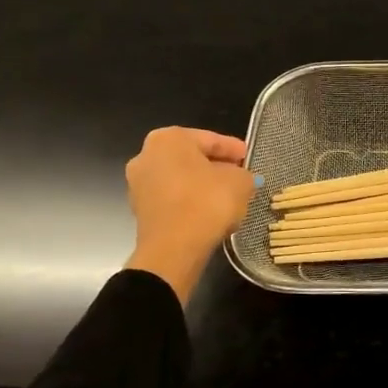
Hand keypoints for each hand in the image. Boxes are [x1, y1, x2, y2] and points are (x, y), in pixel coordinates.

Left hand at [124, 127, 257, 305]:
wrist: (173, 249)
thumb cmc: (207, 202)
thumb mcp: (240, 182)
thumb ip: (244, 174)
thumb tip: (240, 179)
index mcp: (169, 138)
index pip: (210, 139)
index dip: (233, 149)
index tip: (248, 158)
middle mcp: (146, 155)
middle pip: (192, 158)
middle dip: (215, 167)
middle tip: (239, 177)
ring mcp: (138, 184)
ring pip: (180, 179)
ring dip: (202, 186)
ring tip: (226, 198)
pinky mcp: (139, 210)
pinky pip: (172, 199)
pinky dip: (190, 202)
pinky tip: (209, 212)